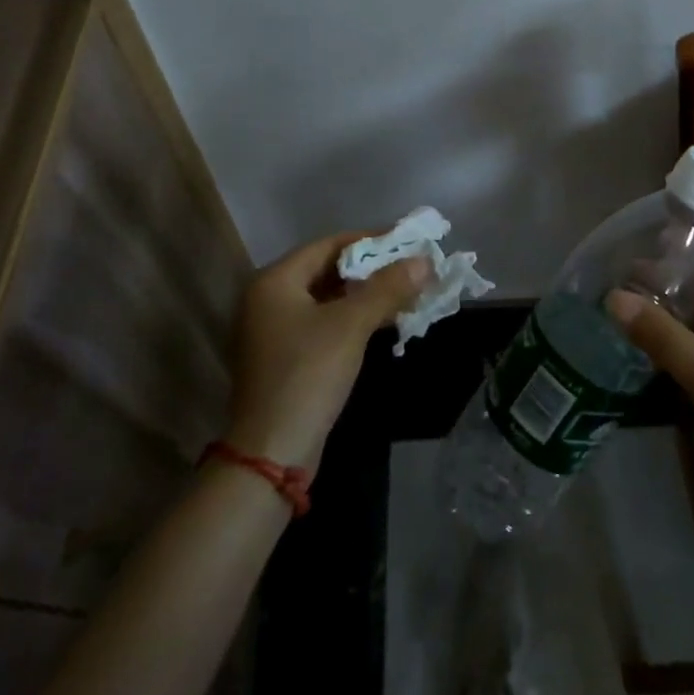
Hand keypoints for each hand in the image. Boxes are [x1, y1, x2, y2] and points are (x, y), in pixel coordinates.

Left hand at [225, 230, 429, 472]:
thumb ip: (387, 288)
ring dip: (366, 295)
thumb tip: (424, 260)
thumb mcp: (351, 326)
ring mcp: (274, 331)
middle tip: (410, 267)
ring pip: (328, 299)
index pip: (328, 245)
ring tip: (406, 292)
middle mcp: (269, 299)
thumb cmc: (307, 375)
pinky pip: (324, 324)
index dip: (369, 240)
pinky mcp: (286, 358)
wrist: (272, 454)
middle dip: (371, 269)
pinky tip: (385, 322)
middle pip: (328, 270)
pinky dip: (353, 319)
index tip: (406, 241)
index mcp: (274, 281)